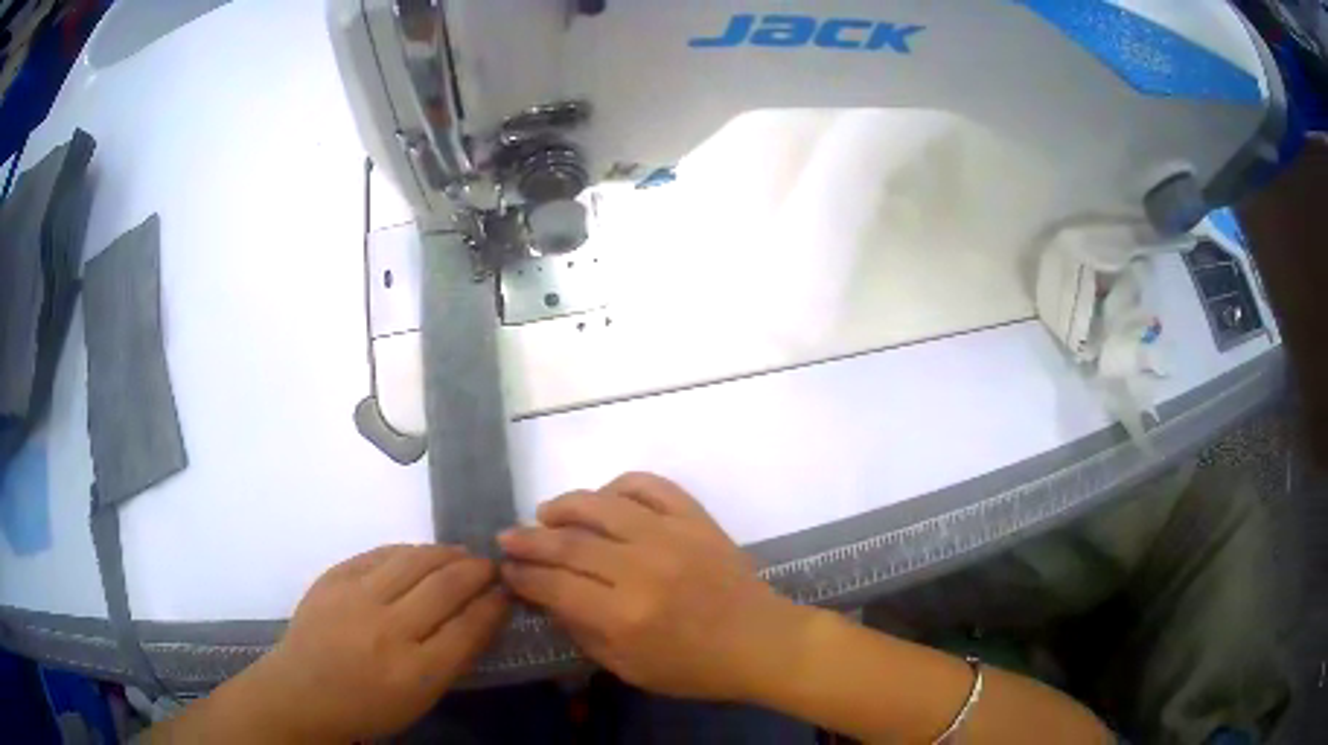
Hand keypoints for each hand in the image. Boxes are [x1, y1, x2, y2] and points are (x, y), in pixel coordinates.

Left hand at [231, 545, 509, 741]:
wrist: (301, 692)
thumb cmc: (367, 706)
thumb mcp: (419, 699)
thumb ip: (452, 659)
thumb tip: (480, 616)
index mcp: (415, 671)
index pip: (469, 626)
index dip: (494, 604)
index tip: (507, 592)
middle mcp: (388, 629)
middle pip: (445, 587)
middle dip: (476, 571)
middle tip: (490, 566)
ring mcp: (356, 597)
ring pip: (414, 560)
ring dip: (445, 553)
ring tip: (460, 554)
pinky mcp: (334, 577)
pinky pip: (380, 553)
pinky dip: (407, 551)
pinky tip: (419, 555)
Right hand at [499, 473, 810, 700]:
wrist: (760, 642)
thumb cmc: (694, 668)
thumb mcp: (628, 668)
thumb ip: (582, 631)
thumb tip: (547, 596)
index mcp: (624, 615)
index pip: (555, 585)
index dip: (523, 576)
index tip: (505, 571)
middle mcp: (643, 568)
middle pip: (570, 542)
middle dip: (529, 540)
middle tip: (507, 538)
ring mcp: (672, 537)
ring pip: (603, 505)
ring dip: (565, 505)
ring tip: (545, 513)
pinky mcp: (696, 519)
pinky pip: (651, 486)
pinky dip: (620, 485)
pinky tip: (604, 499)